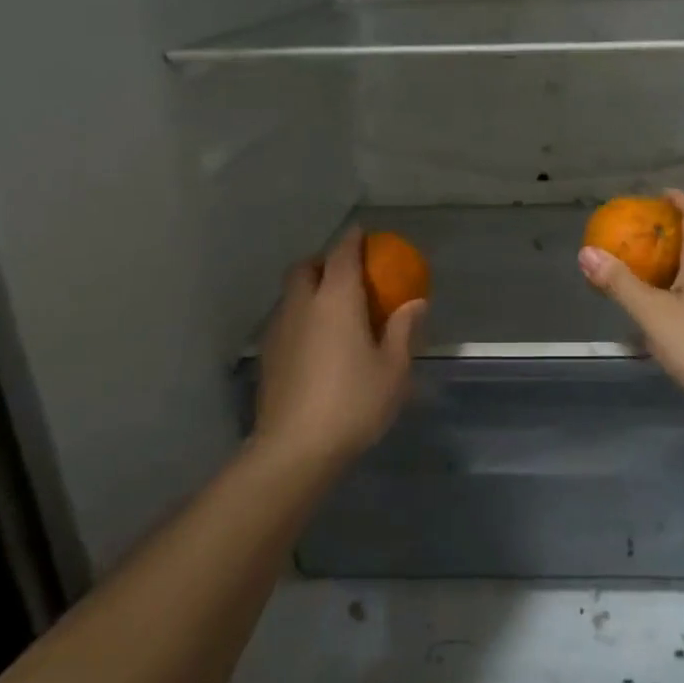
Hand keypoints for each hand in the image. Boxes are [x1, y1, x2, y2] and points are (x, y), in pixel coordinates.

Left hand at [252, 228, 425, 467]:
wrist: (296, 447)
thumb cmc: (354, 402)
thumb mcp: (393, 369)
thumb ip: (403, 329)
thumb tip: (415, 302)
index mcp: (336, 300)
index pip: (342, 255)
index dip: (353, 241)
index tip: (364, 235)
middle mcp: (302, 305)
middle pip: (306, 268)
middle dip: (325, 262)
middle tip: (349, 276)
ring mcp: (279, 329)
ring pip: (292, 294)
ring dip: (311, 289)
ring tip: (335, 309)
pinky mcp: (268, 355)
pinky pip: (286, 318)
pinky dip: (302, 315)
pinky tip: (319, 342)